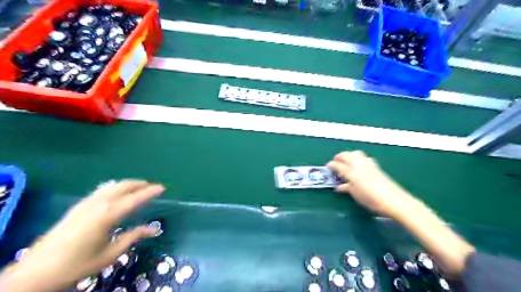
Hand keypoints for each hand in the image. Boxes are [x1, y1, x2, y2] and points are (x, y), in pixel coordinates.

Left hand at [0, 180, 163, 291]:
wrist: (36, 272)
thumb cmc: (78, 264)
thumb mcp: (110, 254)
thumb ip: (133, 237)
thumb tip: (154, 229)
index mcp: (108, 215)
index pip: (135, 198)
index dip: (150, 192)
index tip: (163, 187)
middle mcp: (98, 204)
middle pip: (123, 186)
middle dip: (140, 184)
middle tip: (153, 186)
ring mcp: (86, 203)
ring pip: (112, 186)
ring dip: (128, 184)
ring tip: (139, 187)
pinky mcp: (78, 206)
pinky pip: (102, 190)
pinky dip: (116, 187)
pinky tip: (118, 193)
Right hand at [325, 150, 415, 216]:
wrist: (393, 200)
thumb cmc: (371, 200)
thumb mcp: (356, 195)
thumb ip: (347, 188)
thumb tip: (339, 187)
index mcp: (351, 173)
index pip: (338, 165)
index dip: (331, 164)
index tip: (328, 166)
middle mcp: (358, 165)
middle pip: (346, 155)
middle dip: (339, 156)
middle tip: (335, 161)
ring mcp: (368, 164)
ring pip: (355, 153)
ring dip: (349, 154)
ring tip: (346, 160)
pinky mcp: (375, 166)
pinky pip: (364, 157)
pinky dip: (358, 157)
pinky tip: (359, 163)